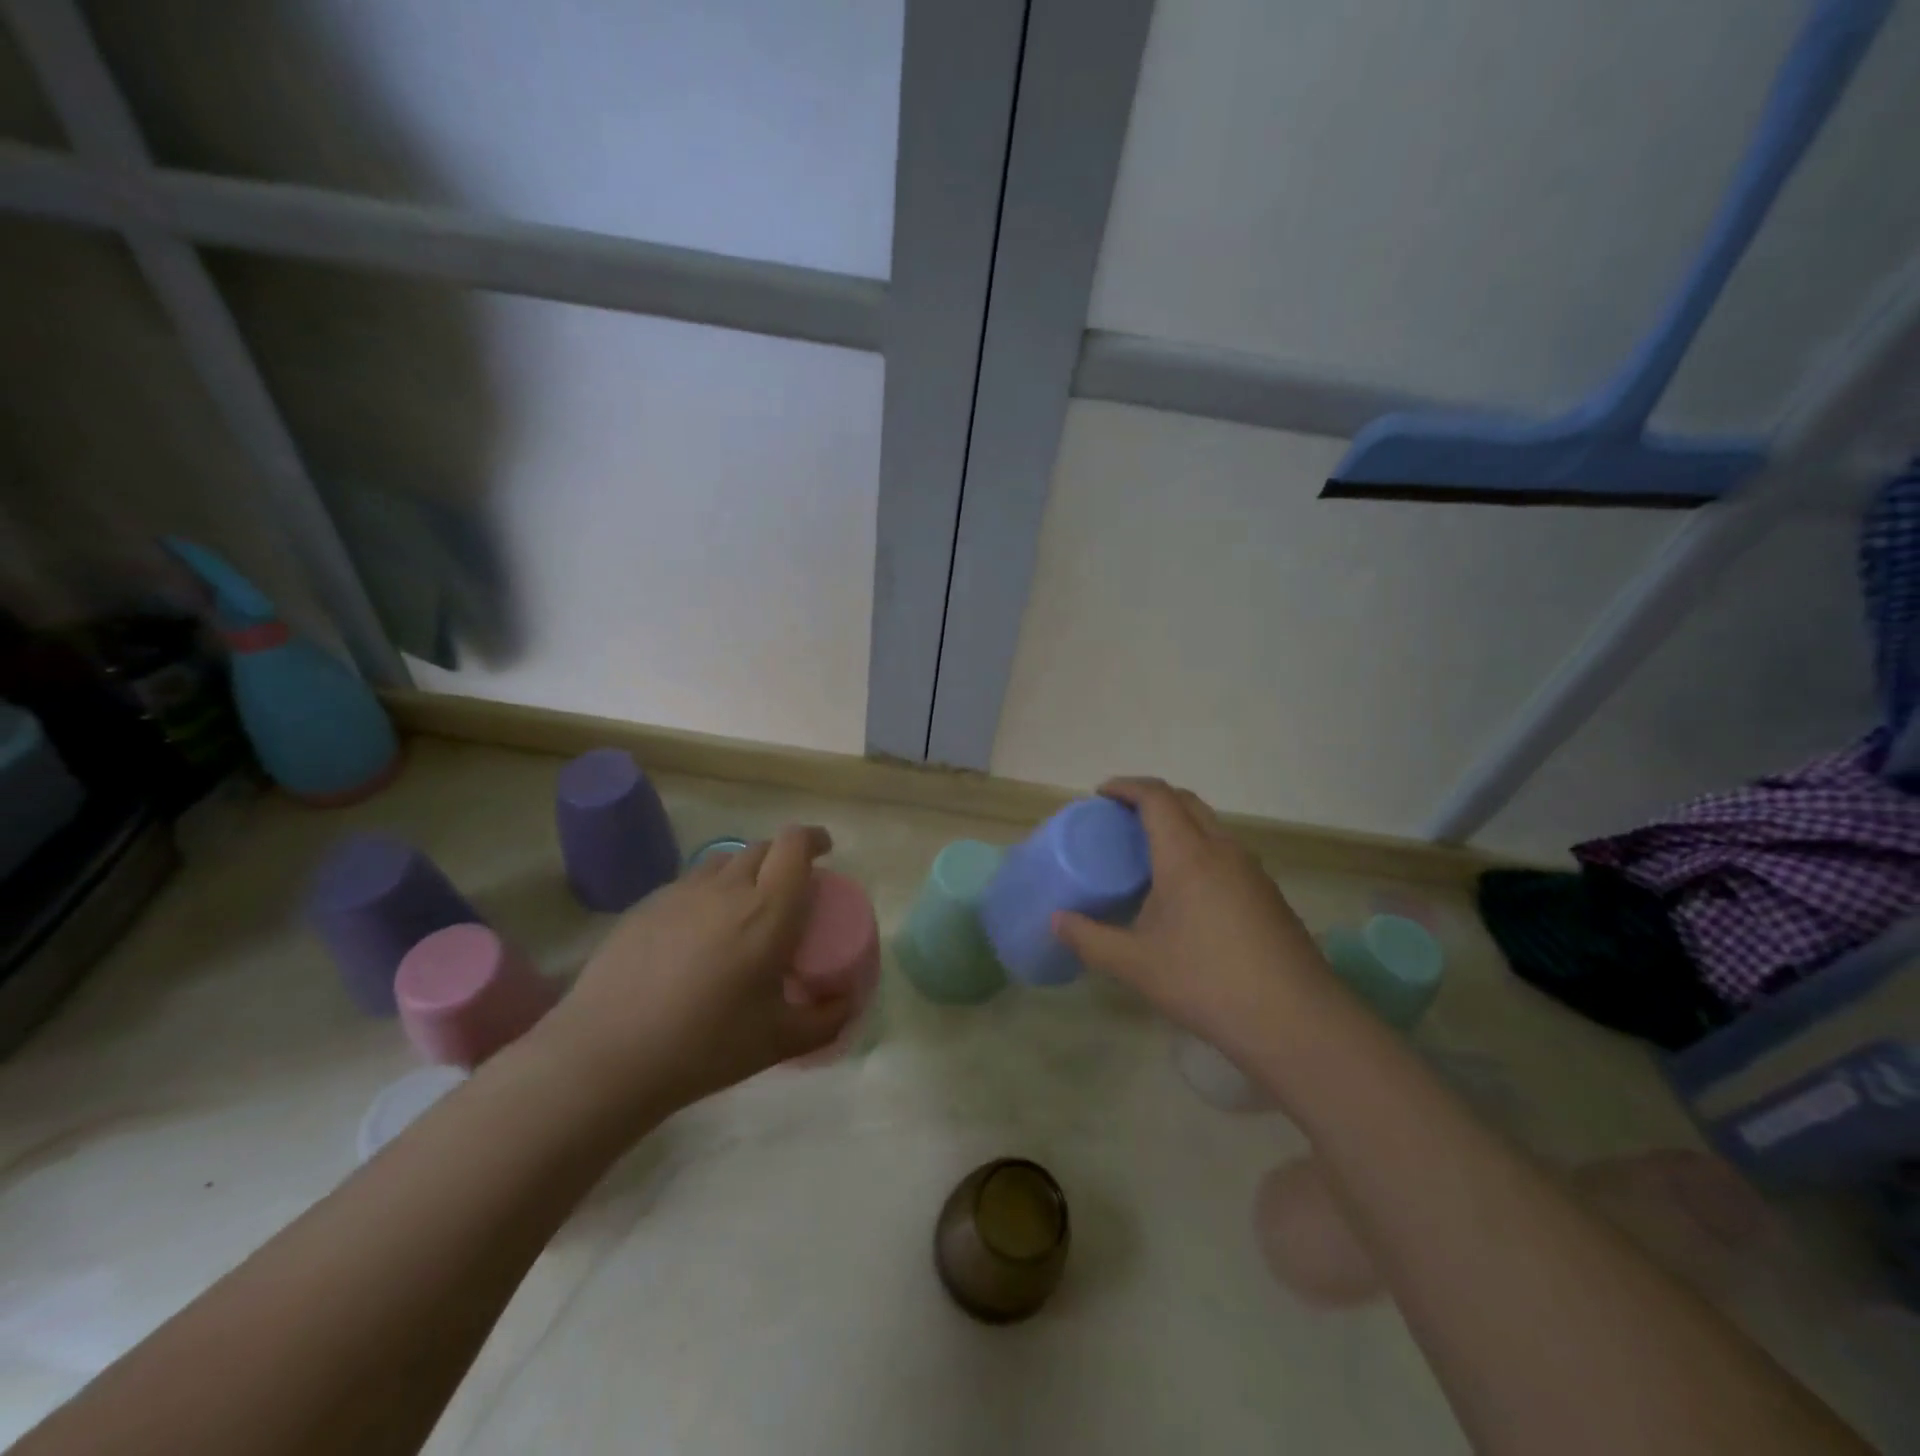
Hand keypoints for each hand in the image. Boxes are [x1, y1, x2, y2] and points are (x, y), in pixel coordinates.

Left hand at [531, 825, 854, 1123]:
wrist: (605, 1057)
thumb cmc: (704, 1046)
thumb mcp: (779, 1041)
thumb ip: (827, 1019)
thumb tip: (850, 1001)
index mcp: (767, 910)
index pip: (795, 844)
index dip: (813, 839)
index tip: (824, 851)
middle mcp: (726, 888)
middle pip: (762, 848)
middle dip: (783, 859)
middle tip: (788, 893)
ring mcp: (680, 893)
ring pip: (723, 862)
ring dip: (744, 873)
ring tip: (743, 909)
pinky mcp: (645, 907)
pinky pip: (689, 885)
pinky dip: (707, 895)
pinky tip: (697, 937)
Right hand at [1052, 778, 1338, 1062]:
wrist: (1296, 1021)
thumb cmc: (1207, 983)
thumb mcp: (1137, 965)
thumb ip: (1090, 939)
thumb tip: (1056, 921)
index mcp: (1188, 855)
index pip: (1156, 797)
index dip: (1126, 787)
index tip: (1100, 795)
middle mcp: (1223, 849)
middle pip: (1186, 802)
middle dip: (1151, 798)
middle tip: (1119, 819)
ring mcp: (1252, 870)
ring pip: (1210, 825)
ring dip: (1178, 823)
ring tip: (1148, 853)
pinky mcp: (1268, 894)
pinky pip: (1226, 851)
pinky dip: (1198, 848)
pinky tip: (1186, 891)